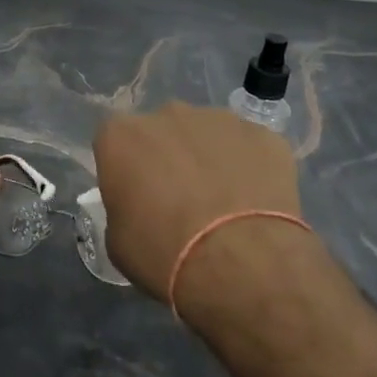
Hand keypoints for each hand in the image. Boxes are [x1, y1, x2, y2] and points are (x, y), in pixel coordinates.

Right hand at [94, 103, 322, 333]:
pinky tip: (256, 203)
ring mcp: (219, 119)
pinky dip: (249, 167)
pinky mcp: (262, 134)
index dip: (125, 168)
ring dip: (209, 159)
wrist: (242, 263)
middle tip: (180, 199)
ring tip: (223, 204)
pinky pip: (248, 147)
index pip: (114, 141)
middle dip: (168, 156)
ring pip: (207, 135)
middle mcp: (167, 114)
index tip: (136, 196)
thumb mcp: (118, 241)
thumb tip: (138, 204)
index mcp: (121, 135)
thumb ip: (123, 205)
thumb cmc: (164, 253)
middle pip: (162, 131)